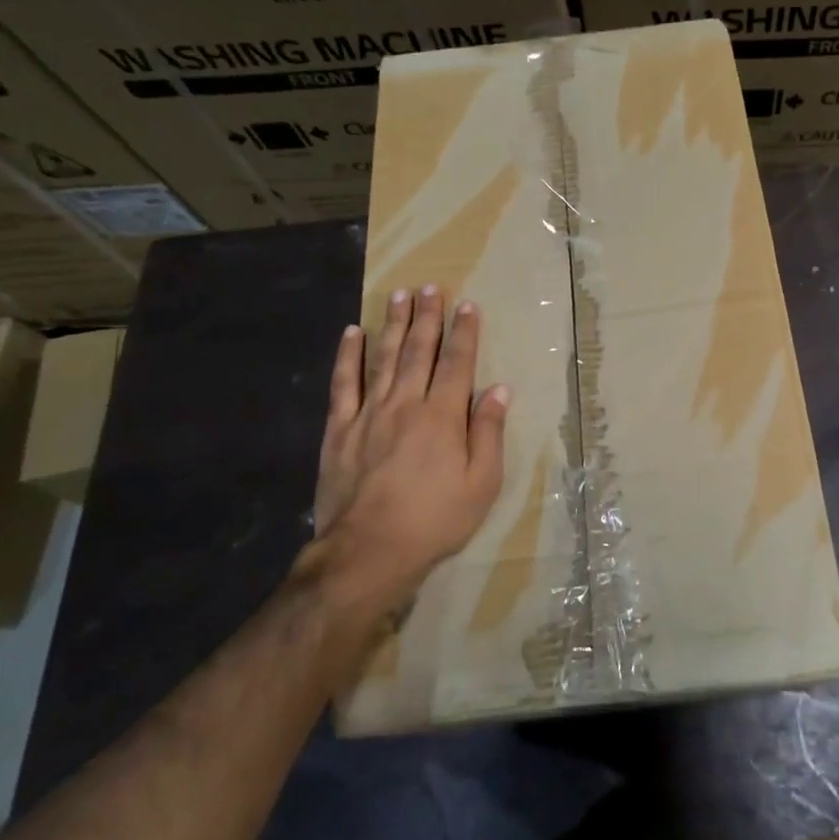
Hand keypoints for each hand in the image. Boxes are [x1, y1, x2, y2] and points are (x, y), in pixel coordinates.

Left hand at [299, 285, 509, 627]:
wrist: (368, 552)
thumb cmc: (435, 520)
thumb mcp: (481, 484)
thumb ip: (488, 432)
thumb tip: (498, 389)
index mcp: (443, 416)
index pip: (457, 363)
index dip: (464, 332)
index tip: (467, 305)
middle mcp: (406, 404)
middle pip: (419, 351)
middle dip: (427, 317)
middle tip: (430, 286)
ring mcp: (368, 414)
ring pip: (383, 358)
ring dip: (393, 324)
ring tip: (399, 295)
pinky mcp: (339, 430)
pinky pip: (343, 385)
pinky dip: (348, 356)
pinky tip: (351, 333)